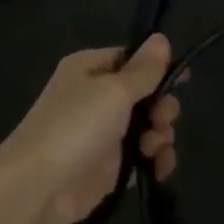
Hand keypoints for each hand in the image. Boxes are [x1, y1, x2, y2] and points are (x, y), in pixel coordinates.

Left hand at [0, 36, 180, 223]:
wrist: (40, 185)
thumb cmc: (76, 126)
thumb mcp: (114, 90)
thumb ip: (143, 69)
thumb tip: (161, 38)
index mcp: (90, 68)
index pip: (131, 58)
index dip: (158, 68)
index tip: (183, 80)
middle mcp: (95, 96)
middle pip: (144, 94)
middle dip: (161, 107)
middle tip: (162, 120)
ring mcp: (102, 133)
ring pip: (147, 127)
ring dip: (160, 136)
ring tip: (153, 149)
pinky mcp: (109, 166)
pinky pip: (142, 157)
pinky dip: (155, 161)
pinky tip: (158, 169)